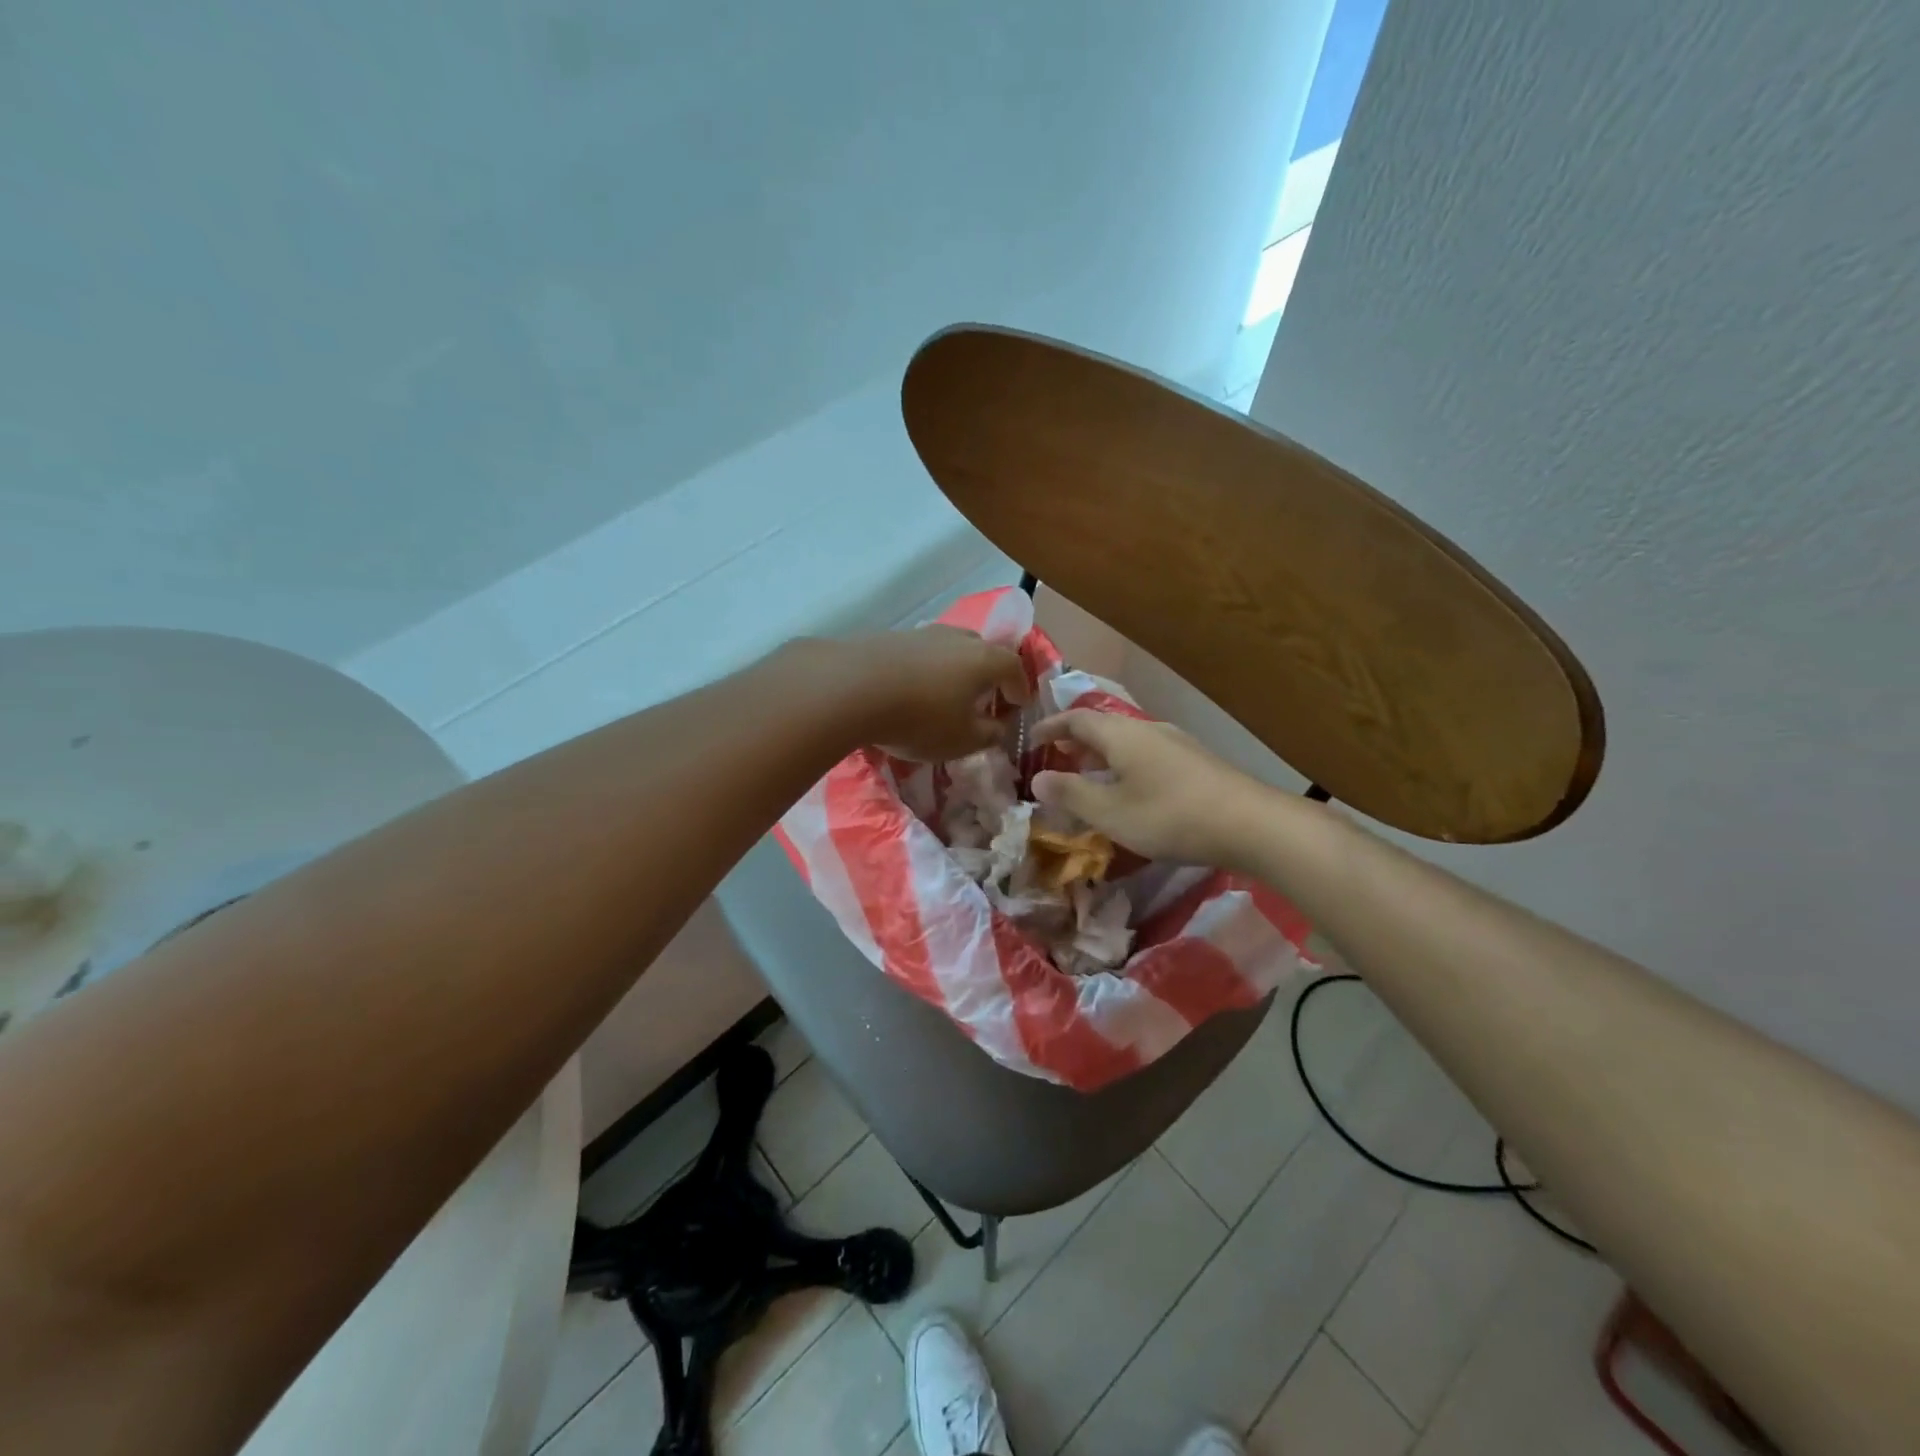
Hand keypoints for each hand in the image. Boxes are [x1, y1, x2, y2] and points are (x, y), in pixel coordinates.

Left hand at [837, 626, 1029, 761]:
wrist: (850, 688)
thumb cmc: (920, 718)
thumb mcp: (963, 740)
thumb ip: (989, 734)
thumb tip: (998, 727)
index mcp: (984, 660)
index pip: (1014, 668)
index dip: (1020, 688)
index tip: (1019, 705)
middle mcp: (957, 638)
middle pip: (982, 651)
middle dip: (988, 674)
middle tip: (985, 697)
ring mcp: (922, 633)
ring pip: (949, 649)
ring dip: (954, 670)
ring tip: (946, 694)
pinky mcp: (889, 637)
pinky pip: (919, 654)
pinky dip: (924, 670)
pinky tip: (911, 689)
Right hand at [1029, 710, 1272, 866]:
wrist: (1250, 823)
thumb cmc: (1169, 815)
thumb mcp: (1110, 812)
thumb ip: (1071, 794)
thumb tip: (1038, 778)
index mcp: (1121, 734)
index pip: (1076, 719)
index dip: (1050, 727)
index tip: (1030, 740)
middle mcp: (1147, 729)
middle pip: (1103, 727)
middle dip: (1076, 742)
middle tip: (1056, 761)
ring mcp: (1176, 743)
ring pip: (1127, 741)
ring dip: (1102, 755)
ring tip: (1089, 777)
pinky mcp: (1195, 762)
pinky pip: (1147, 754)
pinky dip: (1125, 765)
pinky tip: (1131, 791)